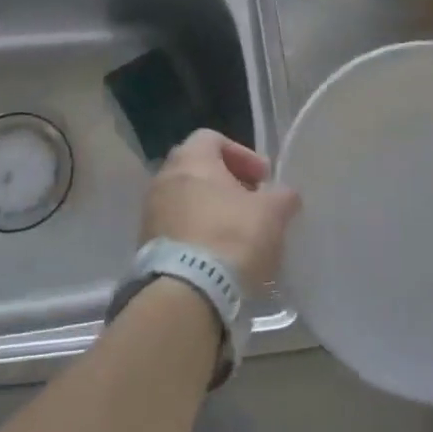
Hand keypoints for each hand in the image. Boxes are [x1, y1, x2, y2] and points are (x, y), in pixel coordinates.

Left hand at [141, 130, 300, 288]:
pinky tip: (218, 257)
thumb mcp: (271, 213)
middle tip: (252, 205)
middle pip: (198, 170)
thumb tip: (286, 195)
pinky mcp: (146, 244)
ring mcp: (151, 212)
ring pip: (186, 200)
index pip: (213, 138)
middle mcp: (164, 177)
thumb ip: (282, 197)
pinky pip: (177, 229)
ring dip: (211, 211)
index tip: (263, 179)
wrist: (186, 292)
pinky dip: (197, 234)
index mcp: (191, 159)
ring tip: (237, 235)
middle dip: (227, 185)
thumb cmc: (231, 237)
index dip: (242, 155)